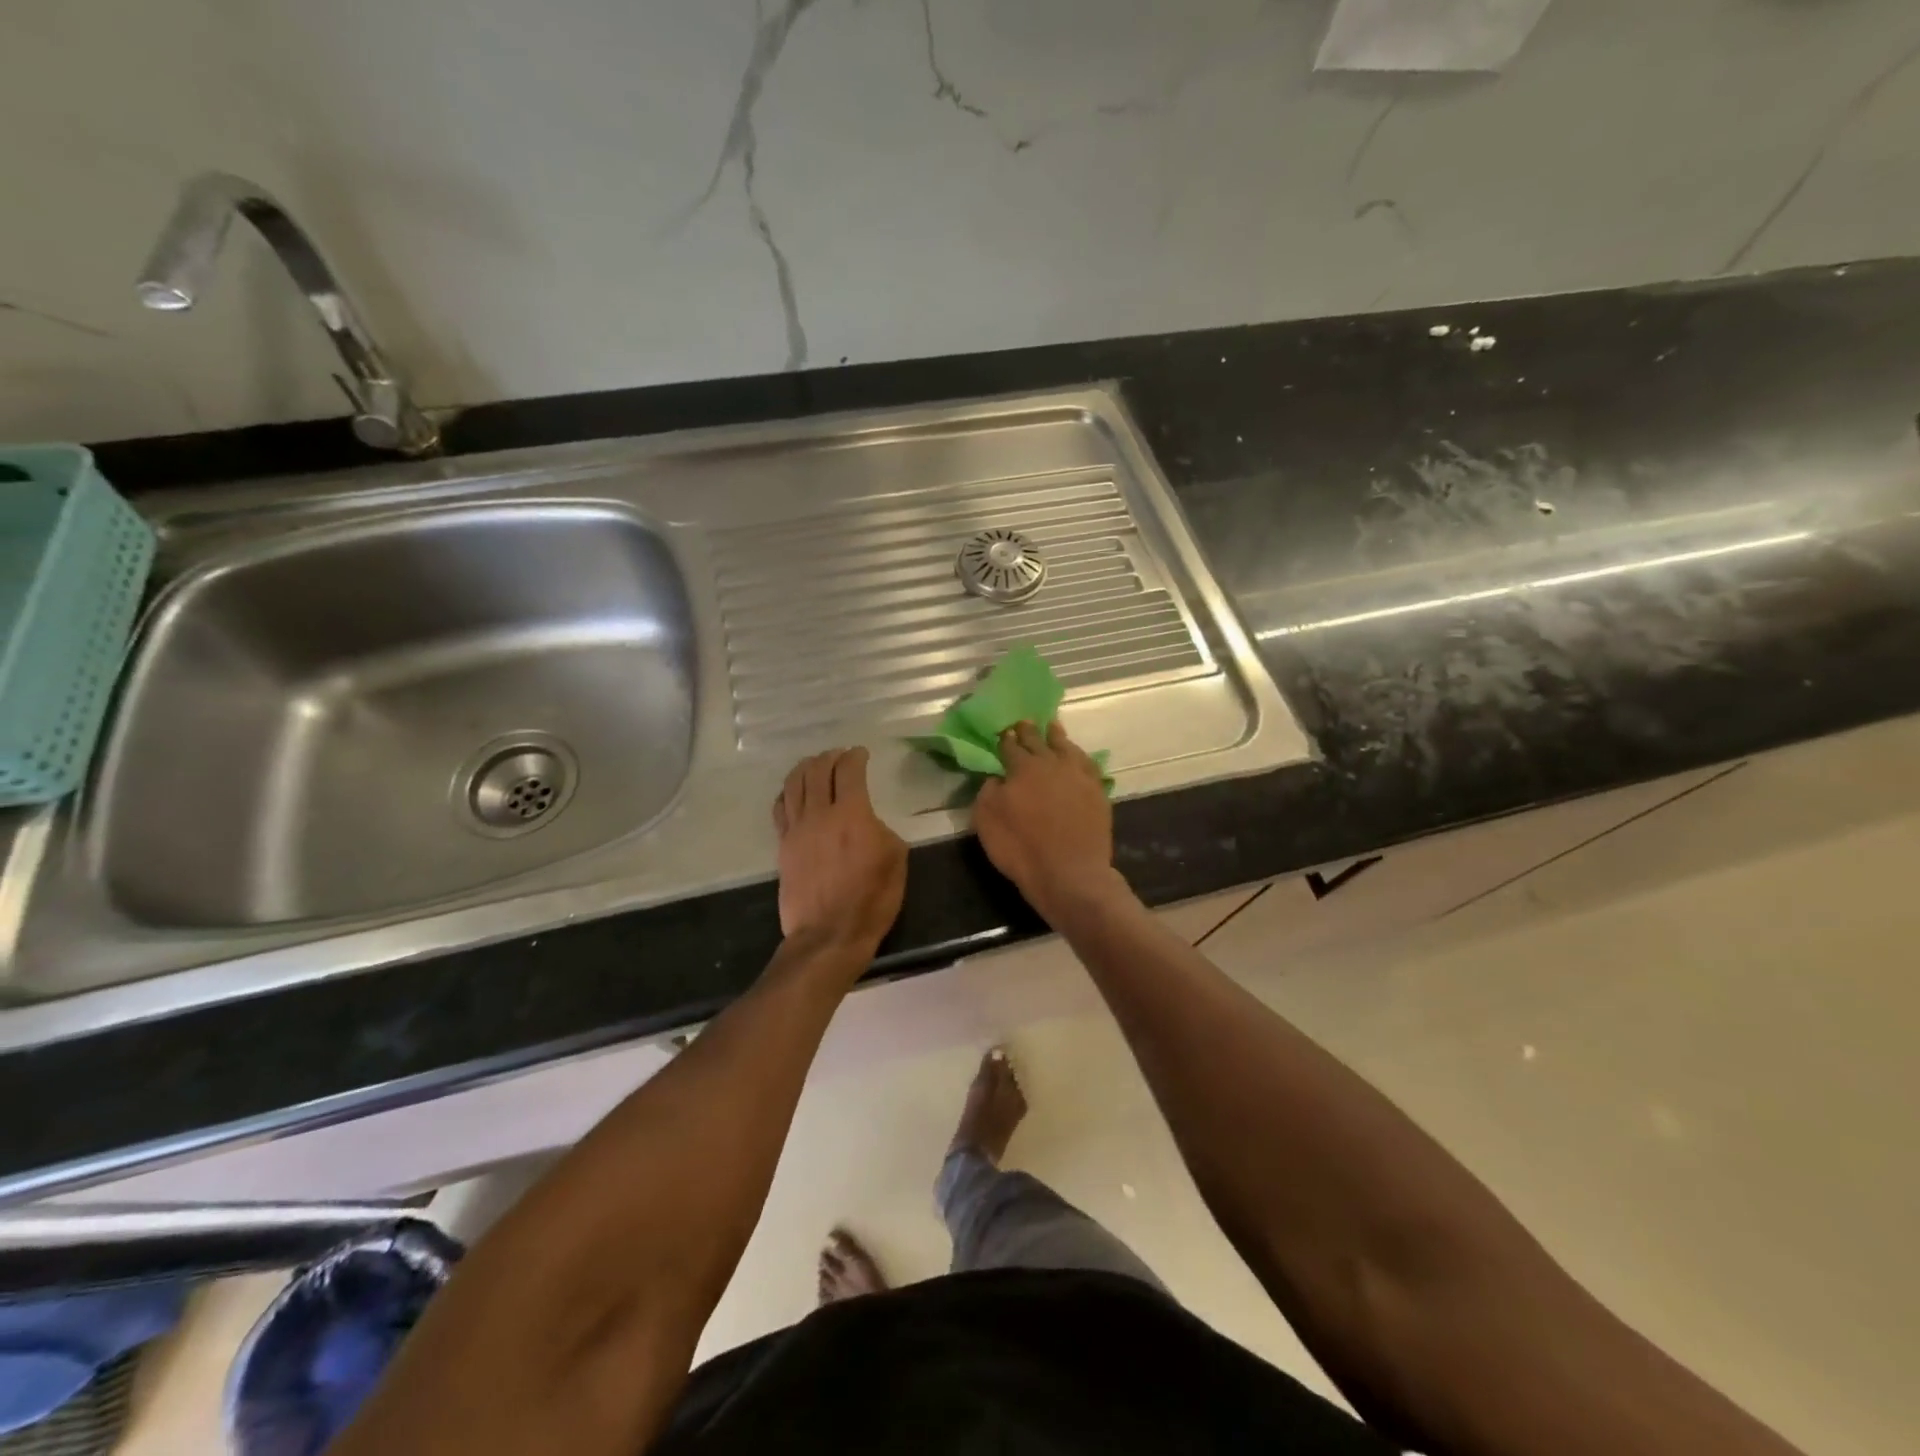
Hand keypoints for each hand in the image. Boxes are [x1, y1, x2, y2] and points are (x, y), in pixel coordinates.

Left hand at [773, 747, 906, 955]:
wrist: (829, 934)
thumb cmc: (871, 899)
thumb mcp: (896, 860)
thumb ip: (882, 830)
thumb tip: (869, 823)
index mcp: (852, 813)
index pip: (849, 771)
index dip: (855, 757)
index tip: (861, 754)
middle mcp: (819, 813)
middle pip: (817, 771)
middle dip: (830, 757)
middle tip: (839, 756)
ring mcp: (796, 829)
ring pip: (794, 784)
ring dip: (805, 768)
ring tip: (814, 765)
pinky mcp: (783, 846)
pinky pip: (780, 808)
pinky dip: (787, 792)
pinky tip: (793, 792)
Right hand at [974, 721, 1122, 920]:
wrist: (1069, 873)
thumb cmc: (1021, 848)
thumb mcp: (987, 821)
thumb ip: (988, 792)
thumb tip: (997, 778)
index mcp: (1022, 768)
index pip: (1011, 746)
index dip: (1005, 739)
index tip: (1003, 732)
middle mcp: (1052, 763)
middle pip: (1039, 740)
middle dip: (1029, 731)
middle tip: (1025, 722)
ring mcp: (1078, 776)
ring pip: (1066, 747)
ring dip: (1057, 736)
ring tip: (1053, 728)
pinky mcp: (1097, 791)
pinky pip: (1088, 763)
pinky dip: (1079, 755)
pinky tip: (1077, 756)